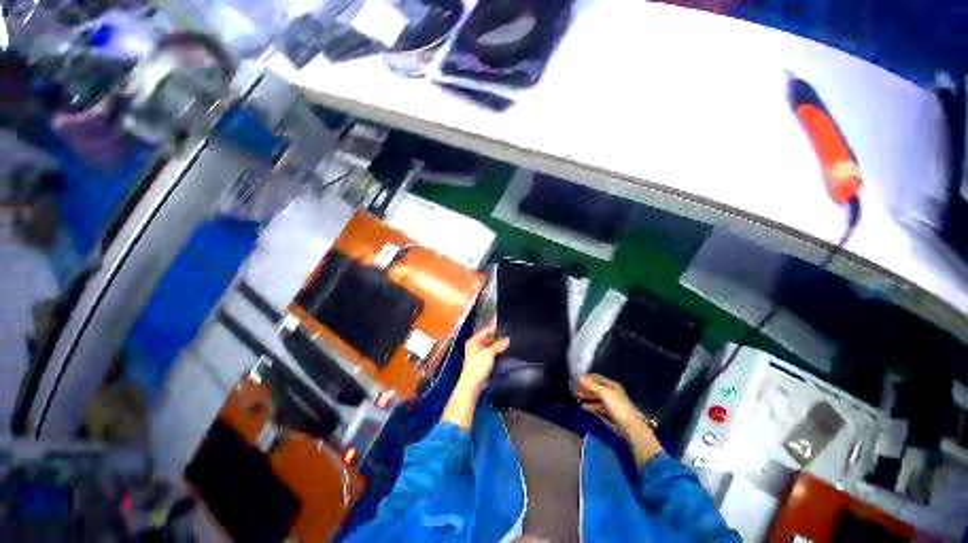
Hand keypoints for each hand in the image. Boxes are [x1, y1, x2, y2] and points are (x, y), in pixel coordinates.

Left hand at [442, 323, 509, 429]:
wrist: (473, 384)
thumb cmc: (478, 365)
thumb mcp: (489, 353)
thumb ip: (499, 345)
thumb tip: (508, 339)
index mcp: (474, 340)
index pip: (486, 330)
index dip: (495, 328)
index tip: (506, 326)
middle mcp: (475, 345)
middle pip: (488, 337)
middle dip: (498, 336)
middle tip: (510, 333)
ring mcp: (479, 353)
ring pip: (490, 345)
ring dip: (498, 344)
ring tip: (510, 341)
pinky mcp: (483, 360)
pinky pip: (491, 352)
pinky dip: (497, 351)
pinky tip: (505, 349)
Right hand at [575, 374, 663, 466]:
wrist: (630, 428)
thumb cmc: (617, 407)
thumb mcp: (604, 394)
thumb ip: (591, 385)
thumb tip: (578, 376)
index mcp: (611, 385)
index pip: (596, 377)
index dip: (586, 377)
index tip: (575, 379)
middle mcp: (611, 392)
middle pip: (595, 387)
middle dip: (584, 388)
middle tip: (573, 389)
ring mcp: (611, 403)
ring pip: (596, 397)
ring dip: (586, 397)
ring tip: (576, 398)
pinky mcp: (610, 413)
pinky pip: (597, 407)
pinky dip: (590, 406)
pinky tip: (584, 408)